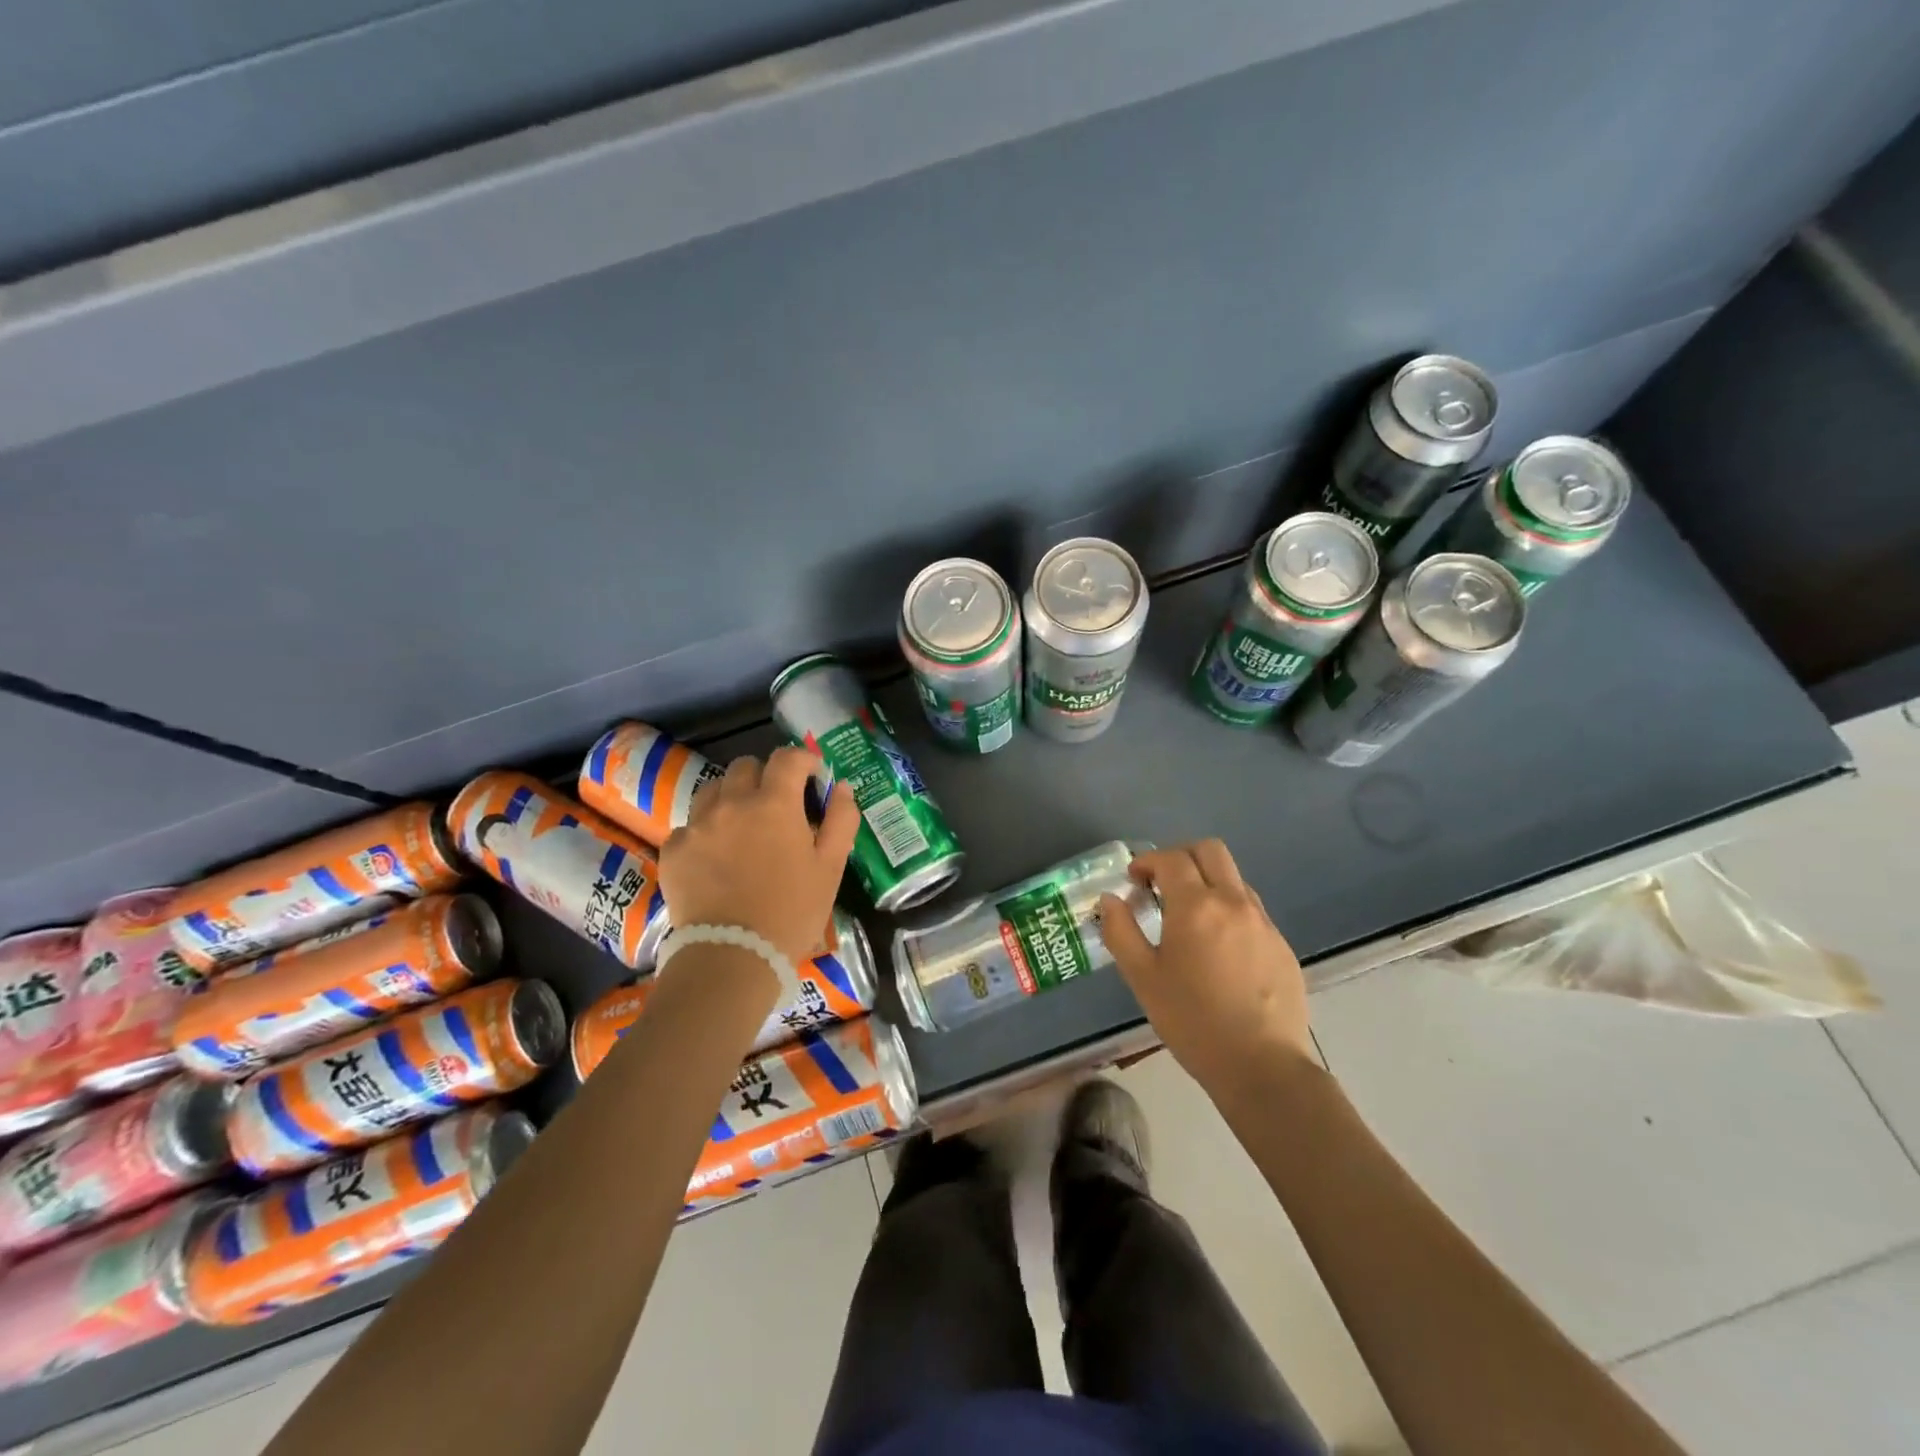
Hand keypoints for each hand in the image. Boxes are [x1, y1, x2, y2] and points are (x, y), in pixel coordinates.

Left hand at [658, 747, 860, 965]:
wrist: (733, 956)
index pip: (787, 758)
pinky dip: (707, 831)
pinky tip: (716, 859)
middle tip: (777, 805)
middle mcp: (732, 802)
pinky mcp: (674, 848)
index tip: (811, 777)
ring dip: (732, 797)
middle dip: (765, 777)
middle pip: (746, 766)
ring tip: (743, 827)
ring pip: (714, 790)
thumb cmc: (792, 911)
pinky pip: (691, 825)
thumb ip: (841, 819)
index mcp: (775, 803)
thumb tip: (841, 787)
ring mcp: (698, 824)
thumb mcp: (831, 867)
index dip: (803, 761)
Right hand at [1098, 840, 1313, 1096]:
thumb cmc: (1192, 1021)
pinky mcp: (1281, 946)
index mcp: (1196, 906)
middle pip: (1210, 851)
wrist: (1262, 1066)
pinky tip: (1219, 950)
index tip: (1134, 881)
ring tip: (1189, 918)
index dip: (1147, 862)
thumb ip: (1121, 931)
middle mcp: (1234, 902)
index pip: (1171, 859)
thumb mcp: (1142, 978)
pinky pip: (1251, 910)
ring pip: (1234, 879)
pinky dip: (1229, 911)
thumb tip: (1110, 900)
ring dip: (1208, 882)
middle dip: (1181, 857)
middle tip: (1161, 885)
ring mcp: (1263, 923)